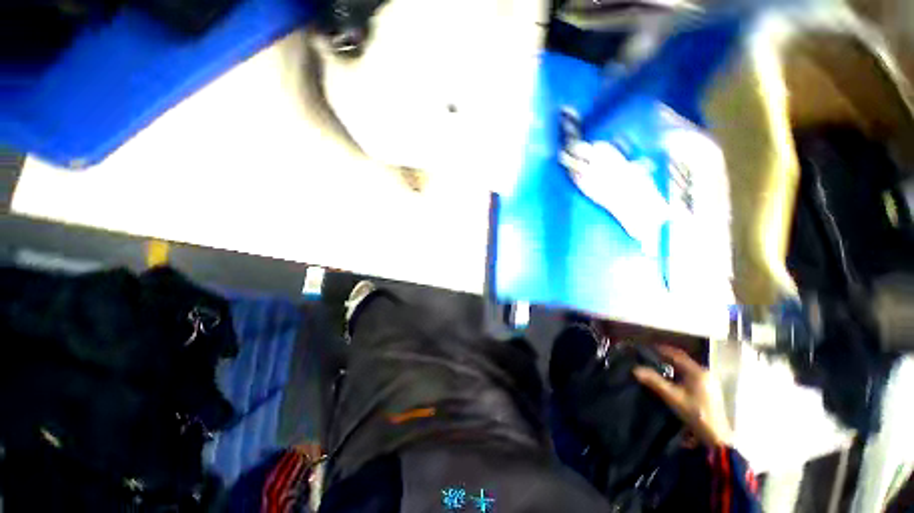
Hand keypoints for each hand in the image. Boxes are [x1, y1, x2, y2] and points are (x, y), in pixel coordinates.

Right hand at [633, 345, 732, 447]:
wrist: (716, 437)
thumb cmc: (695, 413)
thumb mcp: (673, 397)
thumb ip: (654, 382)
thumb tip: (635, 369)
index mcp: (697, 371)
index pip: (677, 354)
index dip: (661, 350)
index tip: (647, 347)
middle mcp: (705, 373)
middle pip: (682, 360)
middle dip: (666, 358)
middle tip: (650, 357)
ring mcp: (709, 382)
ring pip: (686, 369)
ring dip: (672, 366)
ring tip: (657, 367)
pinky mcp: (710, 391)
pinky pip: (691, 376)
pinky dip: (679, 374)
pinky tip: (671, 380)